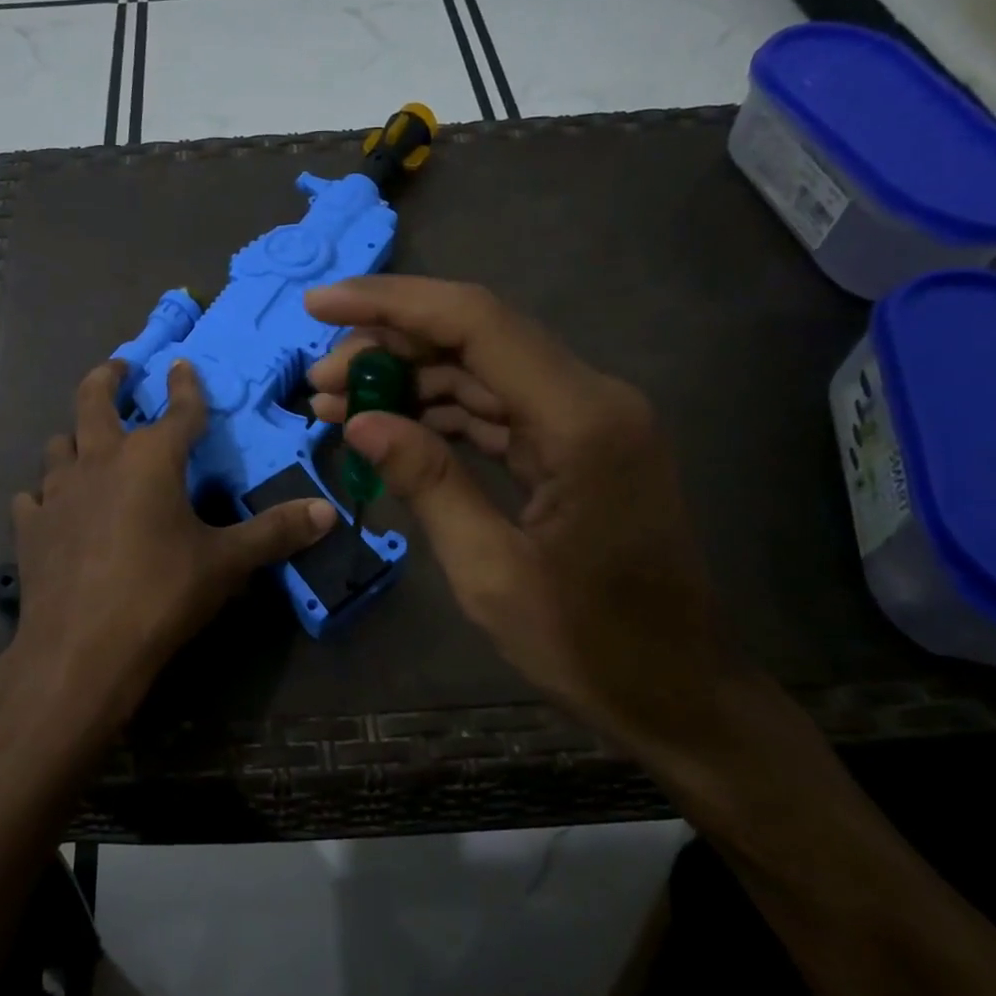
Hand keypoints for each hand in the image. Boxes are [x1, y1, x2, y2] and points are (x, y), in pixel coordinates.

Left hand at [3, 357, 336, 745]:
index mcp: (150, 459)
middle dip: (109, 378)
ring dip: (75, 436)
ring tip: (86, 441)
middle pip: (94, 400)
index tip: (181, 364)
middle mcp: (99, 461)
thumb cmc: (161, 594)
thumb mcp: (227, 563)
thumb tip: (328, 512)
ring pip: (59, 444)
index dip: (185, 386)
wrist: (81, 650)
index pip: (178, 410)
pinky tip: (51, 507)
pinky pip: (33, 497)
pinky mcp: (29, 527)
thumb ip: (276, 532)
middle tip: (119, 368)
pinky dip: (44, 494)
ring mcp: (57, 492)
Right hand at [305, 276, 733, 750]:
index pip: (476, 323)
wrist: (677, 693)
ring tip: (335, 402)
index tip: (320, 303)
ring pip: (481, 371)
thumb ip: (427, 482)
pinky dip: (439, 413)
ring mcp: (586, 420)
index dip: (391, 304)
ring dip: (408, 379)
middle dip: (390, 345)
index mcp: (581, 421)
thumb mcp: (490, 572)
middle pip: (476, 337)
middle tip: (319, 377)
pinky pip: (497, 409)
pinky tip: (388, 425)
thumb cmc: (589, 646)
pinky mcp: (576, 444)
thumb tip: (360, 420)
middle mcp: (591, 399)